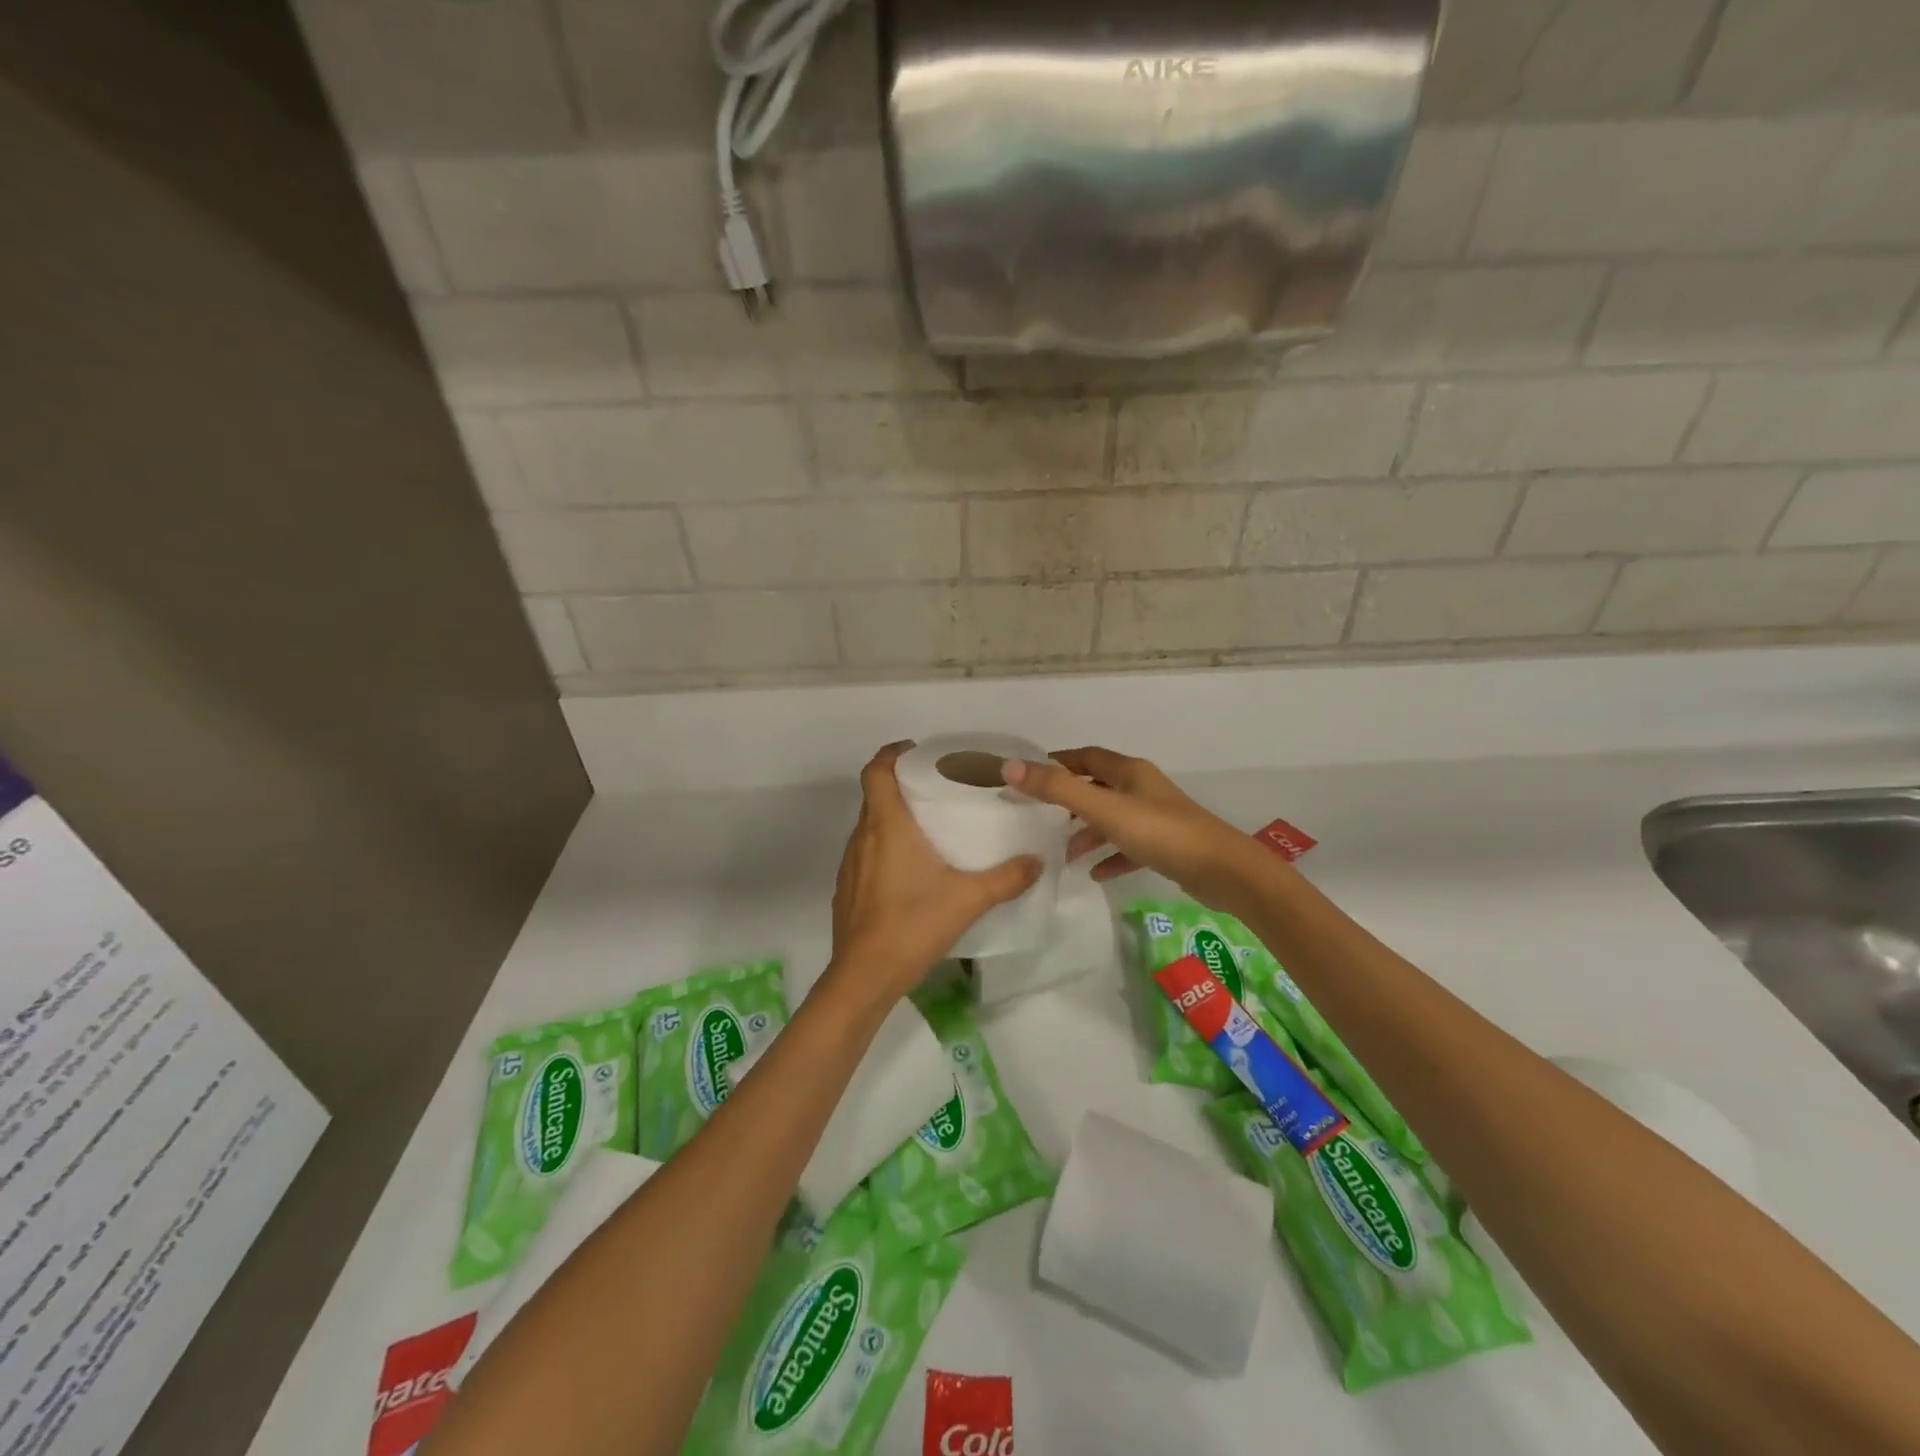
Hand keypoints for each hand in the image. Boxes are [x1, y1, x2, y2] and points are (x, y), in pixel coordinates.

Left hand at [828, 742, 1042, 1000]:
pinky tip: (911, 870)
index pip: (877, 770)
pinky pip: (865, 852)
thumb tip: (1037, 861)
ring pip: (869, 825)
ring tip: (928, 828)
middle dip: (901, 784)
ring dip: (892, 817)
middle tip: (936, 788)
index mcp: (887, 826)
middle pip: (874, 795)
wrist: (864, 976)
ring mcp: (850, 864)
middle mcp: (863, 837)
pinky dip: (884, 846)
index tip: (916, 750)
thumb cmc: (913, 925)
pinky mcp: (847, 889)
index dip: (892, 753)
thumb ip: (1006, 878)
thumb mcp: (968, 899)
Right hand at [1002, 746, 1270, 910]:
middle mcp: (1142, 789)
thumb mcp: (1104, 809)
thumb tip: (1010, 766)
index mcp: (1129, 772)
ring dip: (1087, 833)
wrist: (1224, 871)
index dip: (1058, 762)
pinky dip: (1110, 856)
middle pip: (1098, 786)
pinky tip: (1095, 874)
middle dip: (1069, 800)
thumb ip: (1057, 789)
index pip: (1086, 757)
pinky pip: (1129, 847)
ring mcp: (1156, 817)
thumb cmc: (1161, 833)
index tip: (1030, 775)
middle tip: (1040, 816)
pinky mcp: (1166, 846)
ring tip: (1063, 852)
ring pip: (1112, 819)